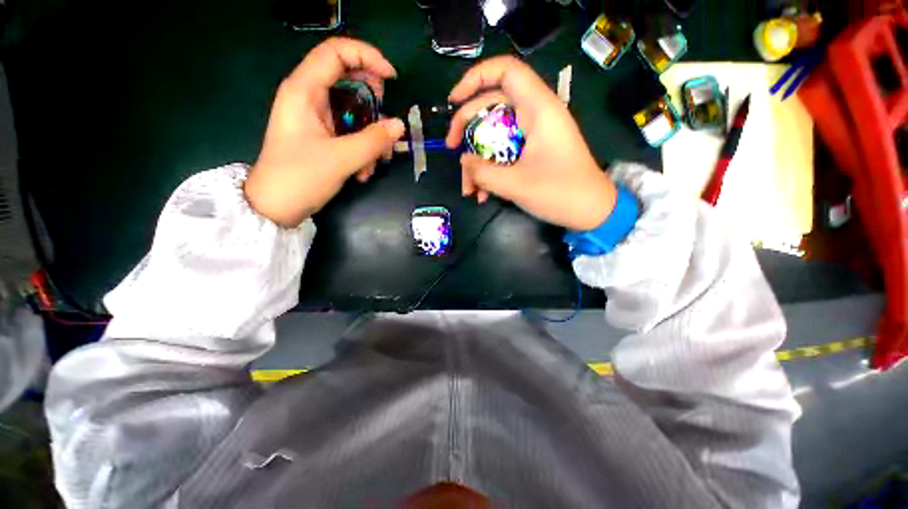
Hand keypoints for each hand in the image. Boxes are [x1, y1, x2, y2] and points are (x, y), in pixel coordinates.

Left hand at [245, 37, 405, 227]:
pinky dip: (363, 148)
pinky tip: (363, 172)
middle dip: (373, 102)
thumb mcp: (341, 159)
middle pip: (349, 80)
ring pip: (353, 110)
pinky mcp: (322, 135)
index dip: (367, 57)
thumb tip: (399, 125)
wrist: (276, 207)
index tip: (392, 78)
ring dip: (371, 135)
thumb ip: (373, 141)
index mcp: (304, 90)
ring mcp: (316, 118)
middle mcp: (309, 97)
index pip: (337, 52)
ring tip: (376, 162)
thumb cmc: (300, 177)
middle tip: (386, 124)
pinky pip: (350, 131)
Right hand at [446, 56, 616, 230]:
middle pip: (492, 105)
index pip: (505, 71)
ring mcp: (533, 135)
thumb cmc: (560, 193)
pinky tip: (483, 194)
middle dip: (467, 127)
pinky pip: (503, 153)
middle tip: (452, 150)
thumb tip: (463, 161)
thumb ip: (483, 172)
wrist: (591, 211)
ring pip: (495, 134)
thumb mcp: (516, 184)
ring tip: (469, 189)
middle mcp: (535, 115)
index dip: (475, 78)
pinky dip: (490, 171)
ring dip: (477, 160)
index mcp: (538, 109)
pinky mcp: (532, 152)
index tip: (454, 102)